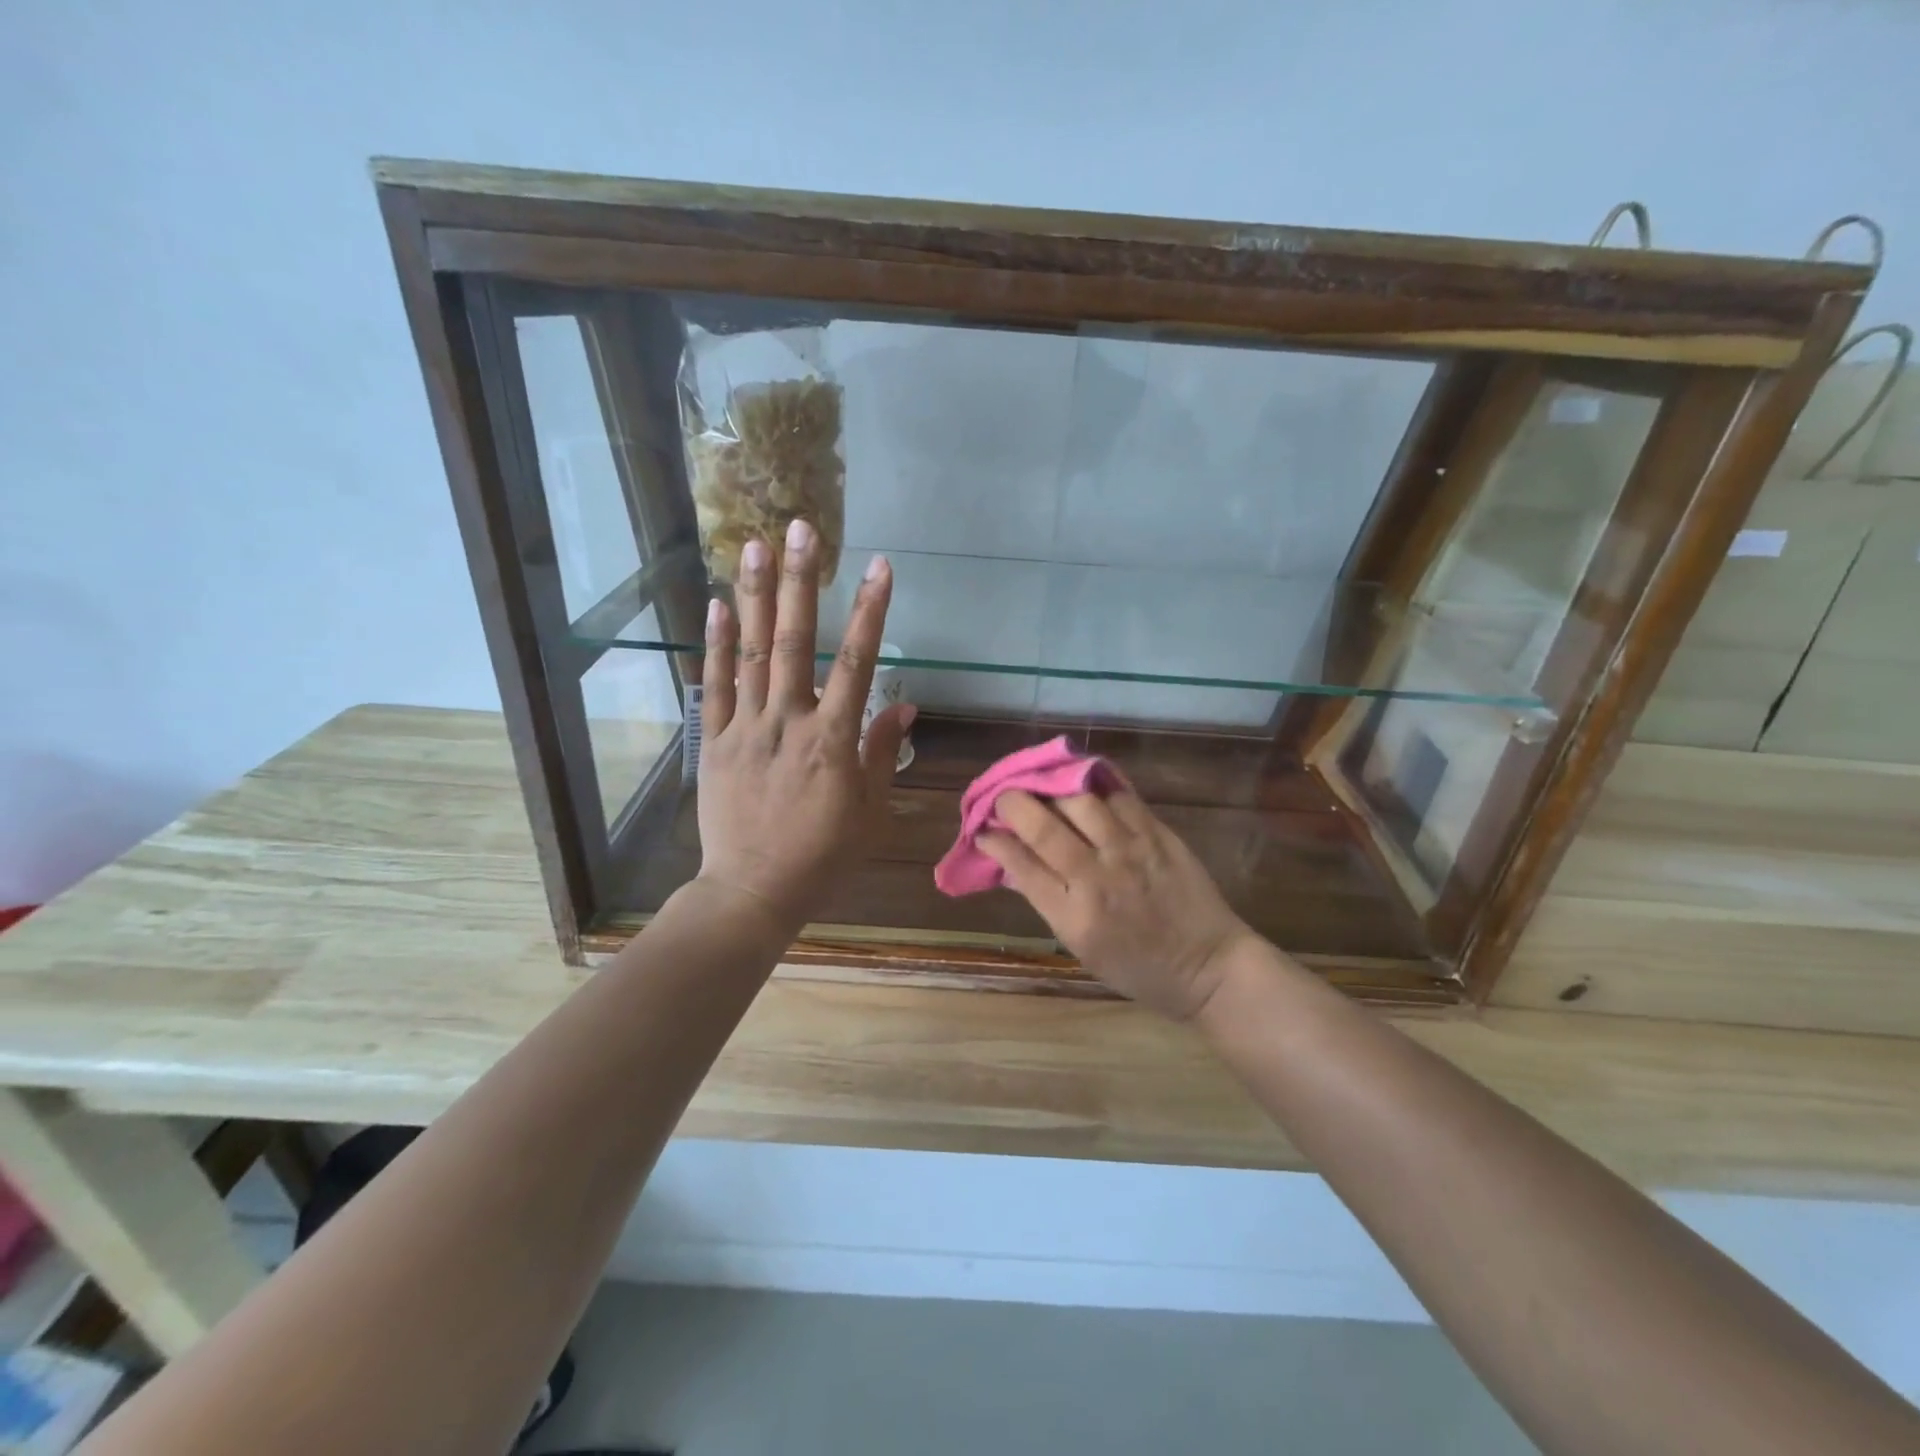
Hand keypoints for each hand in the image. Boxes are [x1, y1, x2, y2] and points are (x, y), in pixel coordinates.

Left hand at [694, 519, 913, 928]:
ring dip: (756, 596)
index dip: (871, 611)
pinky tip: (719, 604)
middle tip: (804, 529)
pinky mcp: (714, 741)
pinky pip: (714, 685)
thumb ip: (882, 753)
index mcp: (833, 740)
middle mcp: (789, 721)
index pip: (858, 663)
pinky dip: (716, 643)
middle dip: (803, 581)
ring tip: (756, 545)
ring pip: (752, 653)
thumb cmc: (821, 856)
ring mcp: (746, 728)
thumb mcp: (869, 811)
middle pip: (797, 641)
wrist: (753, 891)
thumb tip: (905, 707)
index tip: (881, 567)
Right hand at [979, 791, 1256, 1020]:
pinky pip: (1120, 796)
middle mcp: (1096, 878)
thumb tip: (1014, 862)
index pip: (1021, 863)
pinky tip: (1081, 778)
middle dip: (1013, 803)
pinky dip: (1095, 783)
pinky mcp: (1157, 835)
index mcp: (1072, 916)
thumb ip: (1047, 901)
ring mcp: (1130, 851)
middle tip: (1003, 797)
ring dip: (1051, 787)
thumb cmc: (1137, 968)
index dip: (994, 840)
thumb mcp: (1080, 947)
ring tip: (1040, 783)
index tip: (983, 828)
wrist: (1207, 967)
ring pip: (1079, 800)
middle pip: (1043, 826)